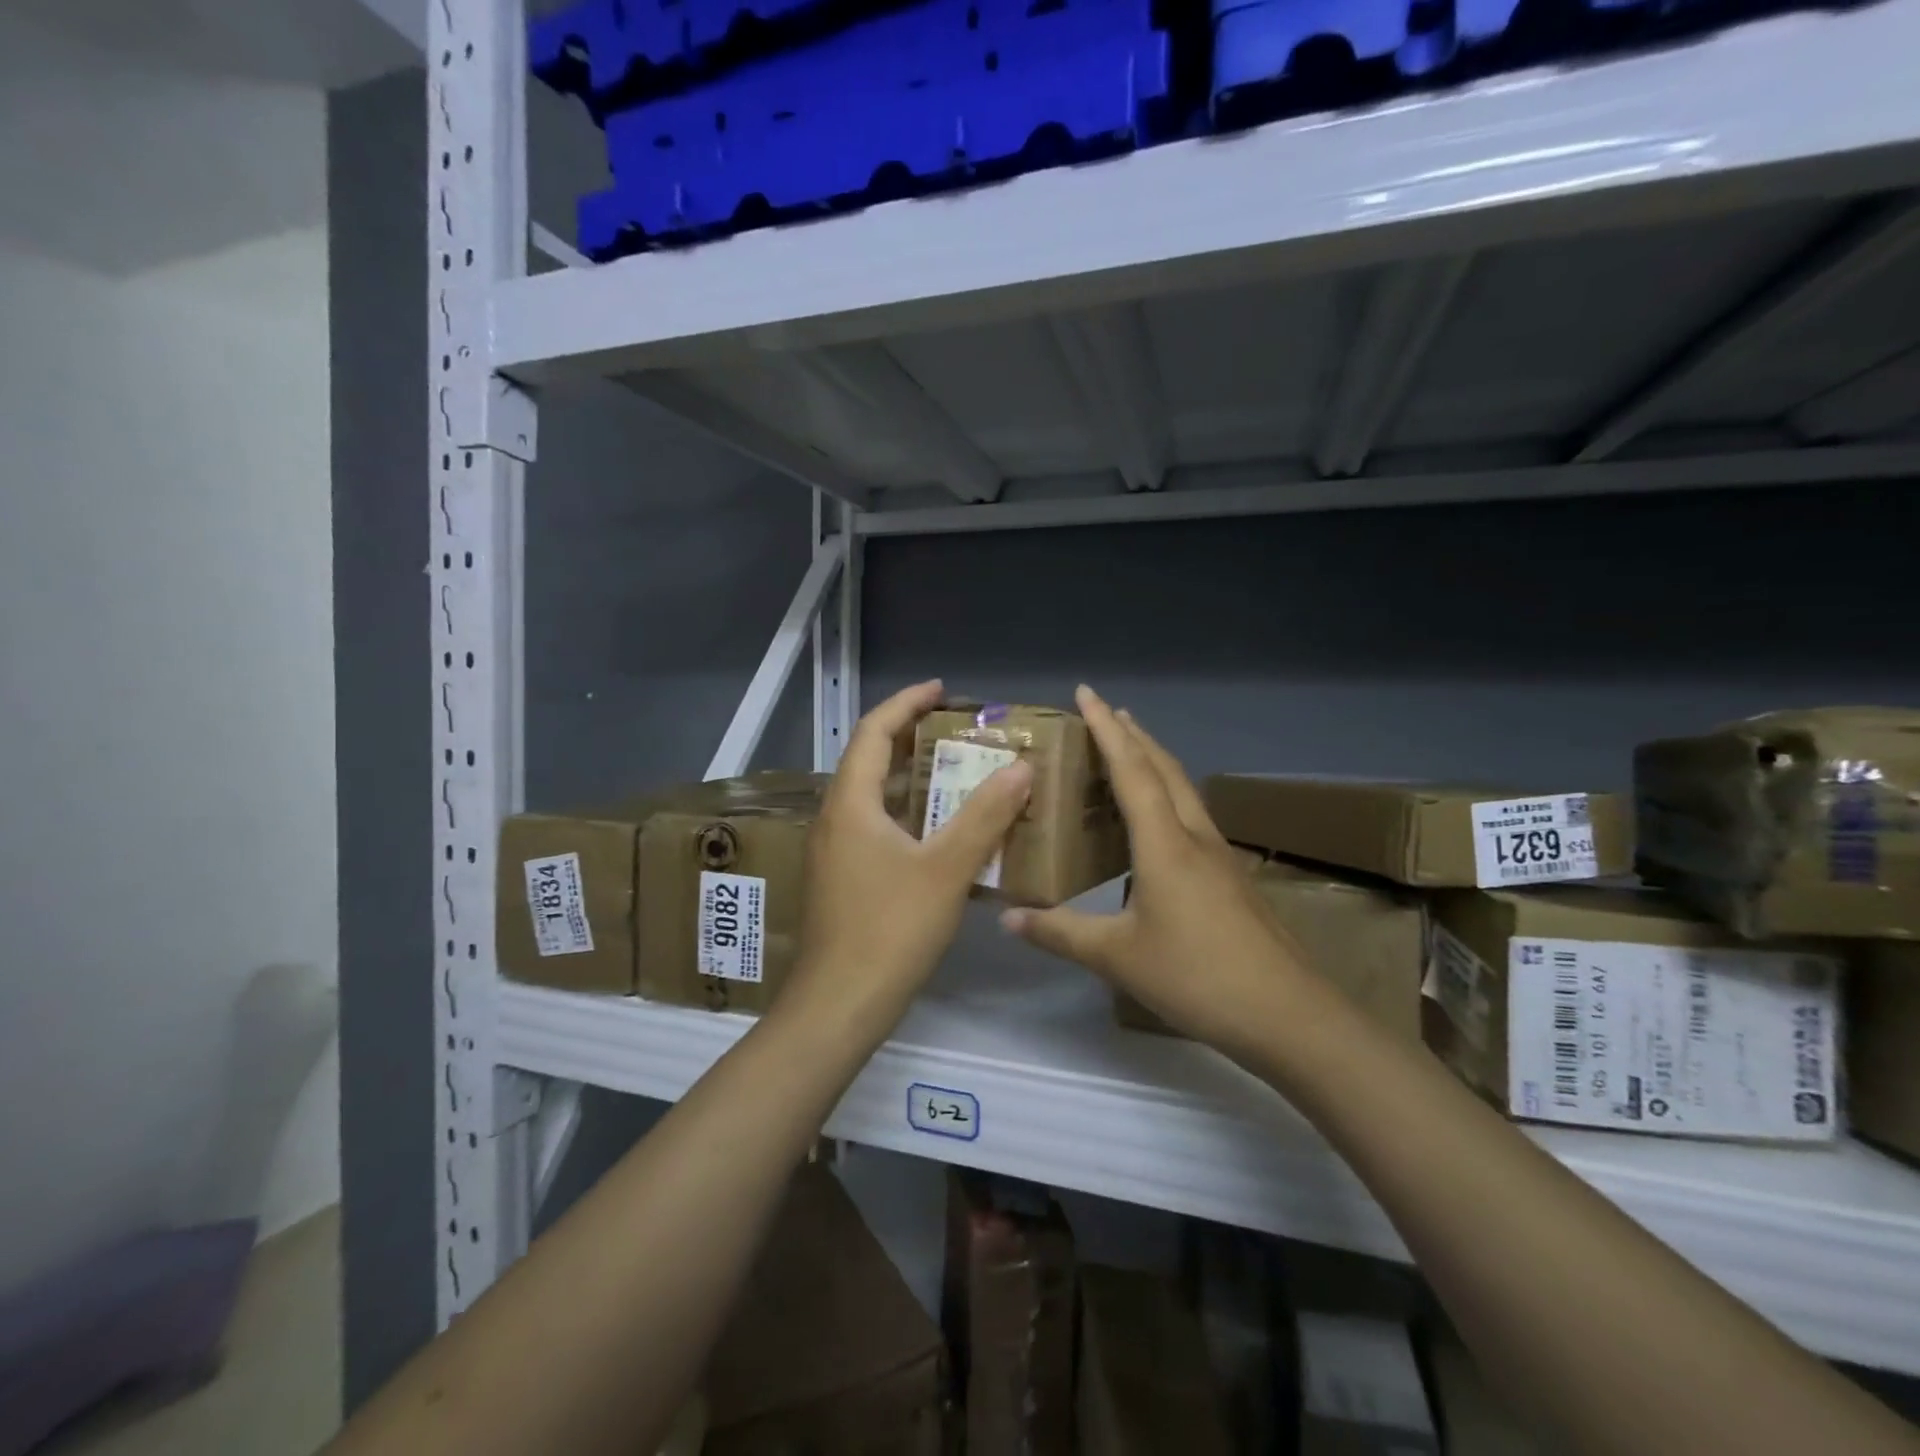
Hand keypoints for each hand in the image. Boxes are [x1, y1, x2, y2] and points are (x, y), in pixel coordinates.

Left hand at [785, 680, 1032, 1026]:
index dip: (907, 703)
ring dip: (916, 780)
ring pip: (877, 798)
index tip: (943, 690)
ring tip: (962, 774)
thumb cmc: (890, 931)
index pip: (874, 731)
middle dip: (915, 739)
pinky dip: (912, 816)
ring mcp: (836, 851)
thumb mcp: (945, 869)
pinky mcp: (844, 879)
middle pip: (872, 760)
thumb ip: (984, 816)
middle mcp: (836, 818)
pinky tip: (945, 834)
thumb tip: (1020, 768)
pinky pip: (879, 829)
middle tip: (962, 733)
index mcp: (852, 803)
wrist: (839, 1006)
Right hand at [1001, 685, 1311, 1056]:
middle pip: (1163, 768)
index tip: (1086, 692)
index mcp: (1164, 843)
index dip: (1107, 728)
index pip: (1131, 769)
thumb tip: (1008, 917)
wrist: (1286, 1013)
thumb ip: (1059, 933)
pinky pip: (1190, 815)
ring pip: (1182, 789)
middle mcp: (1194, 835)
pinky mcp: (1229, 875)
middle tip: (1105, 712)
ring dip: (1153, 761)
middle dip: (1133, 734)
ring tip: (1127, 750)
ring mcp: (1218, 854)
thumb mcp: (1117, 956)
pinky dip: (1165, 795)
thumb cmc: (1196, 975)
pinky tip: (1155, 819)